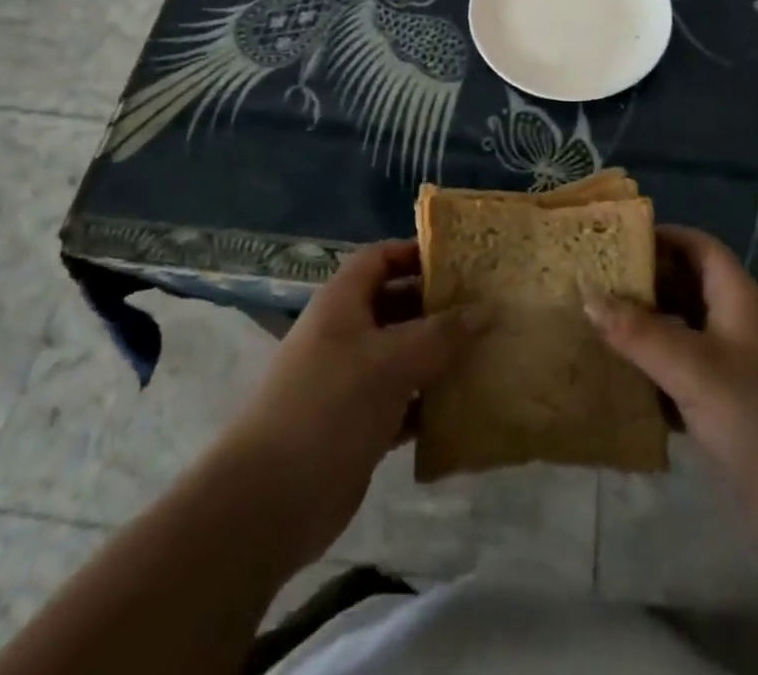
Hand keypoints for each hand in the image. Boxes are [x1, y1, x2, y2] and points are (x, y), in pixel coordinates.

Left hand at [217, 240, 486, 565]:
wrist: (267, 503)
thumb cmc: (328, 408)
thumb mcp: (390, 362)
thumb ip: (442, 335)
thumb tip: (489, 309)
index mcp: (343, 302)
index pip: (382, 258)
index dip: (418, 253)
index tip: (464, 262)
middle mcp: (346, 333)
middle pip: (398, 304)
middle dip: (439, 306)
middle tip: (489, 308)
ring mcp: (351, 381)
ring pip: (404, 355)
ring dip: (441, 356)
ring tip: (490, 353)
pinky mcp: (359, 424)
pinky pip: (404, 401)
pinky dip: (431, 402)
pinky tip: (468, 407)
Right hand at [583, 226, 757, 547]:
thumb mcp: (696, 370)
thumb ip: (640, 333)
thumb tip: (587, 294)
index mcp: (739, 299)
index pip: (699, 247)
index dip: (661, 236)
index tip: (614, 240)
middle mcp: (738, 325)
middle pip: (687, 287)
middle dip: (643, 283)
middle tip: (591, 283)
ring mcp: (737, 369)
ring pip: (683, 333)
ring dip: (644, 329)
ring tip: (593, 326)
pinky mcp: (731, 409)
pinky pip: (684, 375)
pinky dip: (655, 372)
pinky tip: (619, 381)